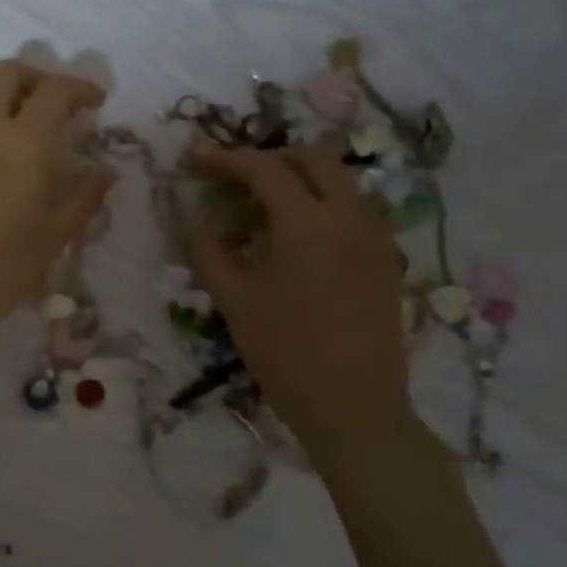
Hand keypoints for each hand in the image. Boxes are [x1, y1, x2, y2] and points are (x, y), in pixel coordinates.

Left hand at [0, 62, 115, 358]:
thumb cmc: (0, 270)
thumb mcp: (54, 237)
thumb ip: (85, 196)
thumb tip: (106, 170)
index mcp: (23, 143)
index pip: (55, 90)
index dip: (80, 87)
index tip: (94, 101)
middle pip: (8, 73)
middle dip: (38, 79)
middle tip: (52, 104)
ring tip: (12, 114)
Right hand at [180, 143, 417, 461]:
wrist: (356, 409)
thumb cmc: (285, 353)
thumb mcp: (233, 299)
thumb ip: (203, 246)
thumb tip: (181, 206)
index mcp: (308, 223)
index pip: (263, 167)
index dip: (223, 159)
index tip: (192, 162)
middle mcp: (349, 216)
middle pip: (310, 157)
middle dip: (266, 158)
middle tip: (229, 179)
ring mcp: (375, 235)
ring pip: (337, 179)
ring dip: (296, 178)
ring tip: (258, 207)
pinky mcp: (385, 257)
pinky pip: (351, 207)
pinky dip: (318, 202)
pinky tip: (293, 236)